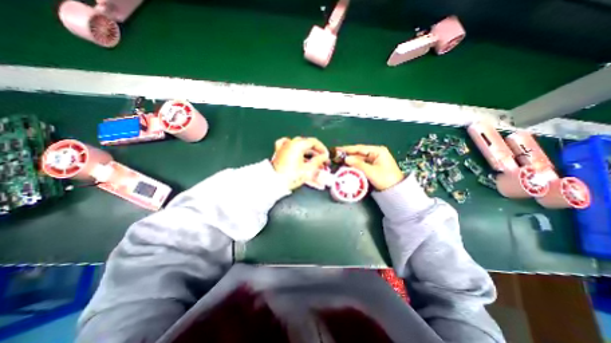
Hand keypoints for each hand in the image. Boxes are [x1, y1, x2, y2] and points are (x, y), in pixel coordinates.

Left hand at [273, 137, 329, 190]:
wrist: (274, 183)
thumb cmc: (291, 176)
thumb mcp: (308, 169)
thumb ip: (318, 161)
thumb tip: (324, 157)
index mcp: (297, 144)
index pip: (314, 142)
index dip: (322, 149)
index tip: (326, 156)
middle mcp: (290, 143)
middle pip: (307, 145)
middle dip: (316, 154)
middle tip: (322, 162)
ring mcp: (284, 147)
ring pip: (299, 148)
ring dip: (308, 154)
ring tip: (314, 163)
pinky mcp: (279, 153)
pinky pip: (288, 147)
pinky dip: (294, 149)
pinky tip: (297, 152)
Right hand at [336, 145, 403, 191]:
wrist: (396, 190)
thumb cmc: (385, 179)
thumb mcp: (371, 172)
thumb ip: (358, 164)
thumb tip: (346, 158)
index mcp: (378, 151)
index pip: (360, 148)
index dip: (348, 149)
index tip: (337, 149)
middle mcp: (376, 152)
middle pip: (359, 152)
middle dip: (347, 154)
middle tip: (335, 156)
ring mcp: (374, 159)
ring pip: (359, 158)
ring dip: (350, 159)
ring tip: (338, 160)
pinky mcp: (373, 165)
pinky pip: (361, 163)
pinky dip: (354, 164)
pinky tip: (346, 165)